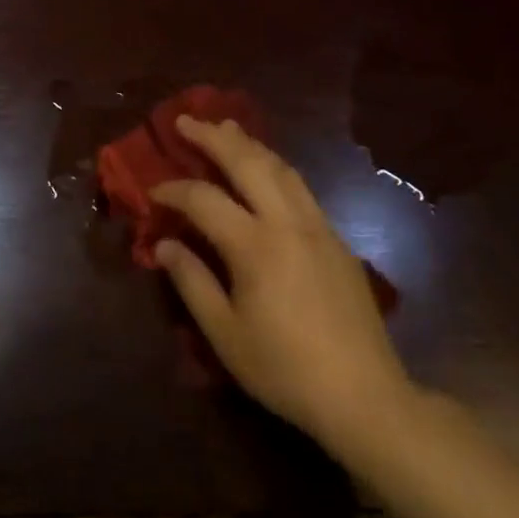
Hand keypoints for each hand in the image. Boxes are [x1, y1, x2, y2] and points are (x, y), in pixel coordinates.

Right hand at [150, 116, 412, 458]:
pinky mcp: (338, 240)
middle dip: (213, 137)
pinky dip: (274, 166)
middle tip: (185, 120)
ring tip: (225, 127)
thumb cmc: (285, 369)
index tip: (152, 193)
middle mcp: (288, 224)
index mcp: (255, 246)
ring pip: (281, 168)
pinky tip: (264, 169)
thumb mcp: (225, 334)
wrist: (366, 398)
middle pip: (248, 163)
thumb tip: (165, 244)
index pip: (203, 199)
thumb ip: (191, 282)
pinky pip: (300, 187)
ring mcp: (318, 228)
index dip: (172, 190)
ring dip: (248, 143)